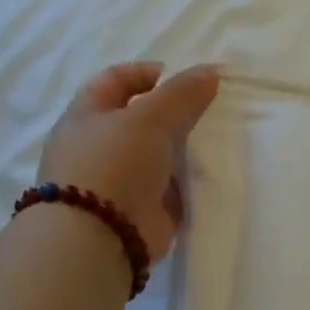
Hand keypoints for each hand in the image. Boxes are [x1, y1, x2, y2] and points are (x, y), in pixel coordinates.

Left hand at [37, 62, 220, 262]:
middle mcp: (101, 145)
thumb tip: (211, 71)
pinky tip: (217, 170)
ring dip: (187, 146)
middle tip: (213, 108)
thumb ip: (182, 93)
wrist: (100, 238)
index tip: (187, 79)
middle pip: (142, 117)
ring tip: (222, 137)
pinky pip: (173, 186)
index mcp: (87, 115)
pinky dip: (191, 179)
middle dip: (176, 111)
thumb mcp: (150, 117)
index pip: (117, 80)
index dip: (149, 73)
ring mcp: (122, 179)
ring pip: (161, 152)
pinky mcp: (144, 208)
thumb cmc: (114, 164)